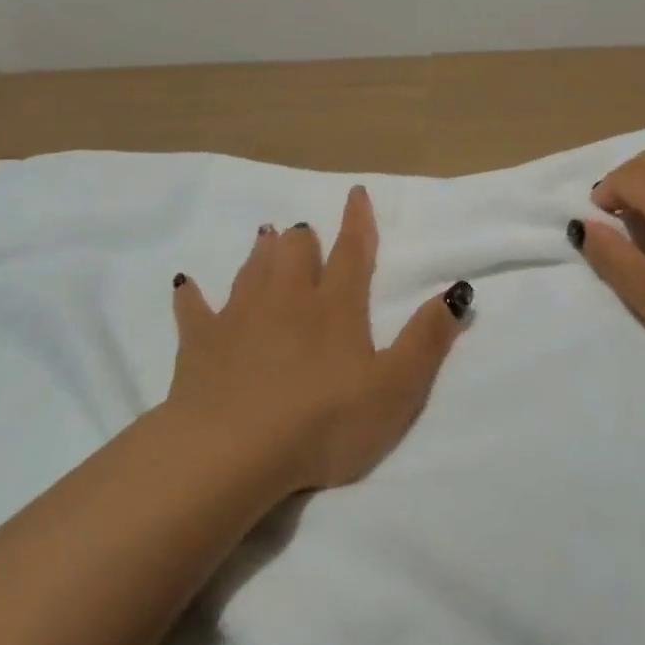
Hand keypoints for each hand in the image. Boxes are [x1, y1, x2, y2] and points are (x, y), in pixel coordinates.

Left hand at [168, 185, 472, 492]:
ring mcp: (239, 317)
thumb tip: (457, 290)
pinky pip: (194, 310)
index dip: (357, 222)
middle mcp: (286, 299)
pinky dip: (192, 296)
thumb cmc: (324, 421)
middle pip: (294, 254)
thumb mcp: (396, 387)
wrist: (232, 452)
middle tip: (302, 232)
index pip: (351, 252)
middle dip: (302, 238)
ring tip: (265, 236)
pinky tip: (187, 285)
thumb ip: (427, 338)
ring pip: (252, 271)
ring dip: (261, 253)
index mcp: (335, 306)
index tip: (355, 192)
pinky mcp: (200, 344)